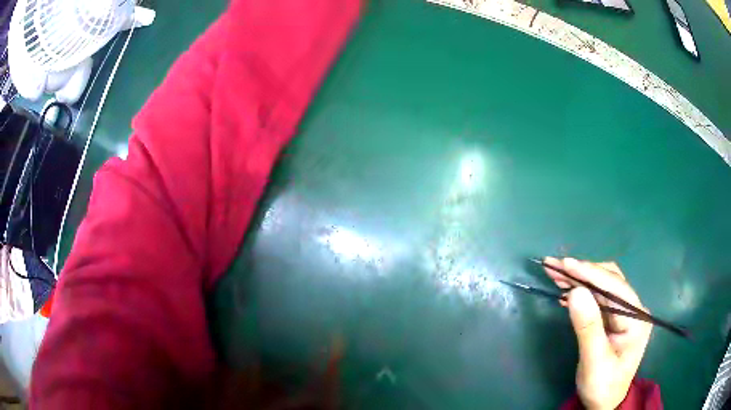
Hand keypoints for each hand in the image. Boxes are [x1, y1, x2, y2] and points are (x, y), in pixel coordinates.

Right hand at [543, 257, 652, 409]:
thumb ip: (588, 327)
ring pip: (602, 287)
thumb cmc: (602, 386)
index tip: (565, 264)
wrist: (605, 404)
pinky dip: (581, 293)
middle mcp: (633, 309)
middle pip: (609, 281)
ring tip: (555, 273)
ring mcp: (624, 313)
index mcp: (637, 318)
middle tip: (554, 267)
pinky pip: (597, 299)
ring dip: (579, 279)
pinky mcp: (613, 319)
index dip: (590, 273)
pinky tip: (565, 292)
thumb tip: (575, 292)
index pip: (615, 287)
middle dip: (582, 272)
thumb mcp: (594, 362)